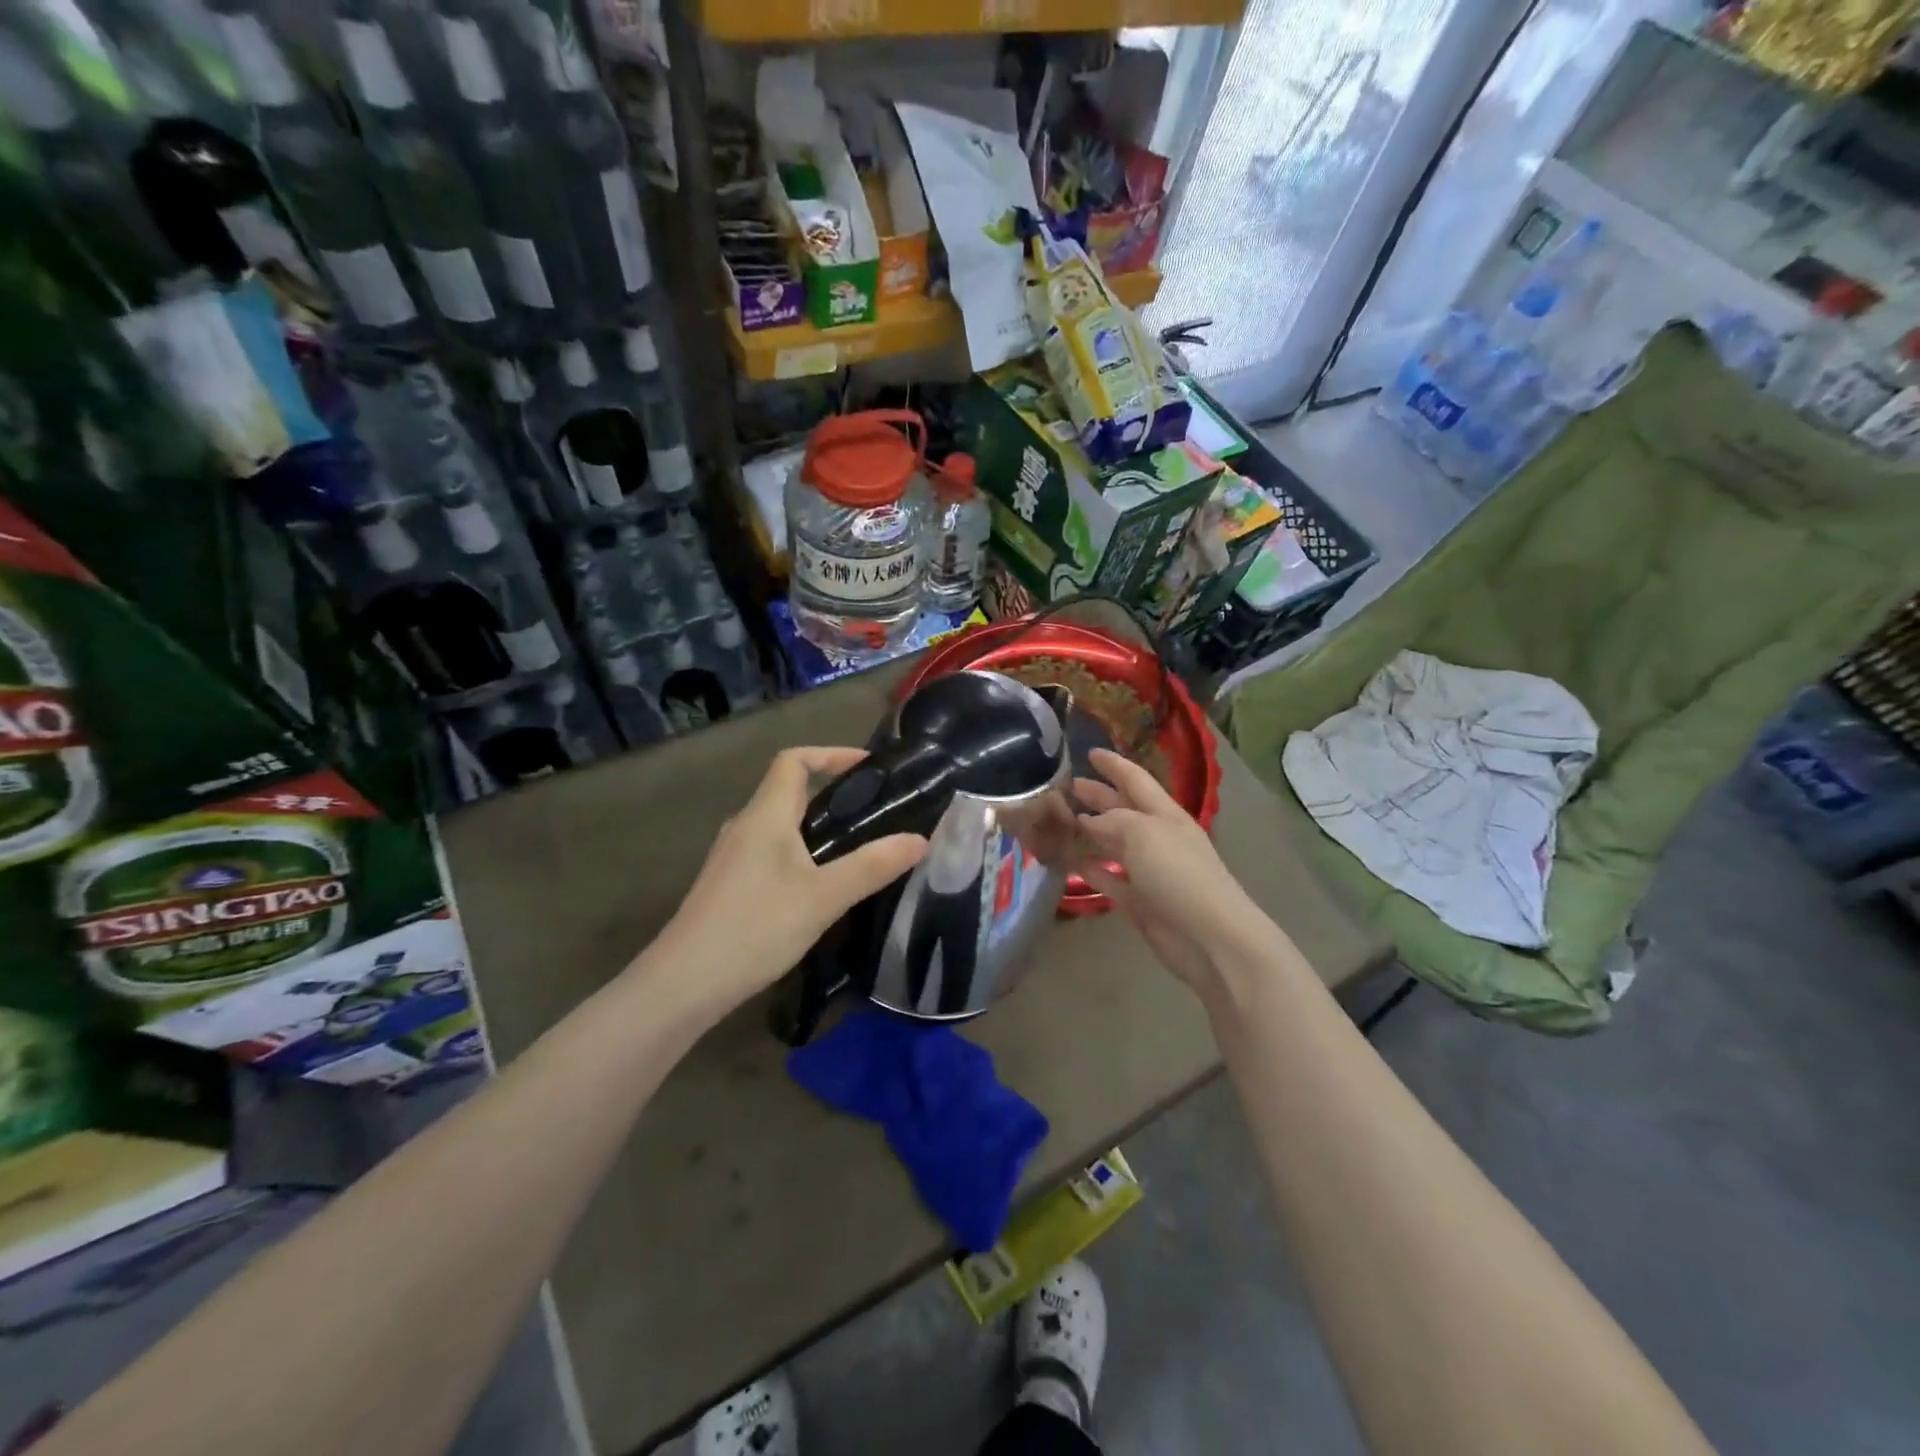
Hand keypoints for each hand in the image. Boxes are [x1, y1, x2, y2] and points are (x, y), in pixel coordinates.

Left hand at [644, 747, 927, 1021]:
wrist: (683, 984)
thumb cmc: (755, 928)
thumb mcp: (824, 897)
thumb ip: (872, 866)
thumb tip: (920, 840)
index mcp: (765, 815)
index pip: (794, 760)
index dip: (831, 754)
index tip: (868, 767)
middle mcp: (744, 826)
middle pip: (788, 790)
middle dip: (831, 792)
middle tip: (875, 811)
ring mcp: (732, 857)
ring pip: (779, 825)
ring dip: (816, 825)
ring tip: (856, 847)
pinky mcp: (728, 885)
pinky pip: (770, 851)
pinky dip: (800, 852)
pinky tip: (820, 886)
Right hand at [1073, 748, 1260, 991]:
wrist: (1210, 937)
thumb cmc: (1179, 874)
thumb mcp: (1144, 832)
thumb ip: (1112, 820)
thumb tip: (1088, 821)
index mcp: (1165, 814)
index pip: (1135, 780)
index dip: (1114, 765)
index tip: (1090, 752)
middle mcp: (1156, 838)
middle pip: (1122, 810)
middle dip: (1097, 796)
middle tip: (1065, 787)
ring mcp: (1148, 871)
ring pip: (1112, 844)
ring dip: (1088, 832)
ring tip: (1059, 822)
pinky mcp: (1139, 902)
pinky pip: (1109, 879)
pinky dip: (1091, 869)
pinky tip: (1070, 862)